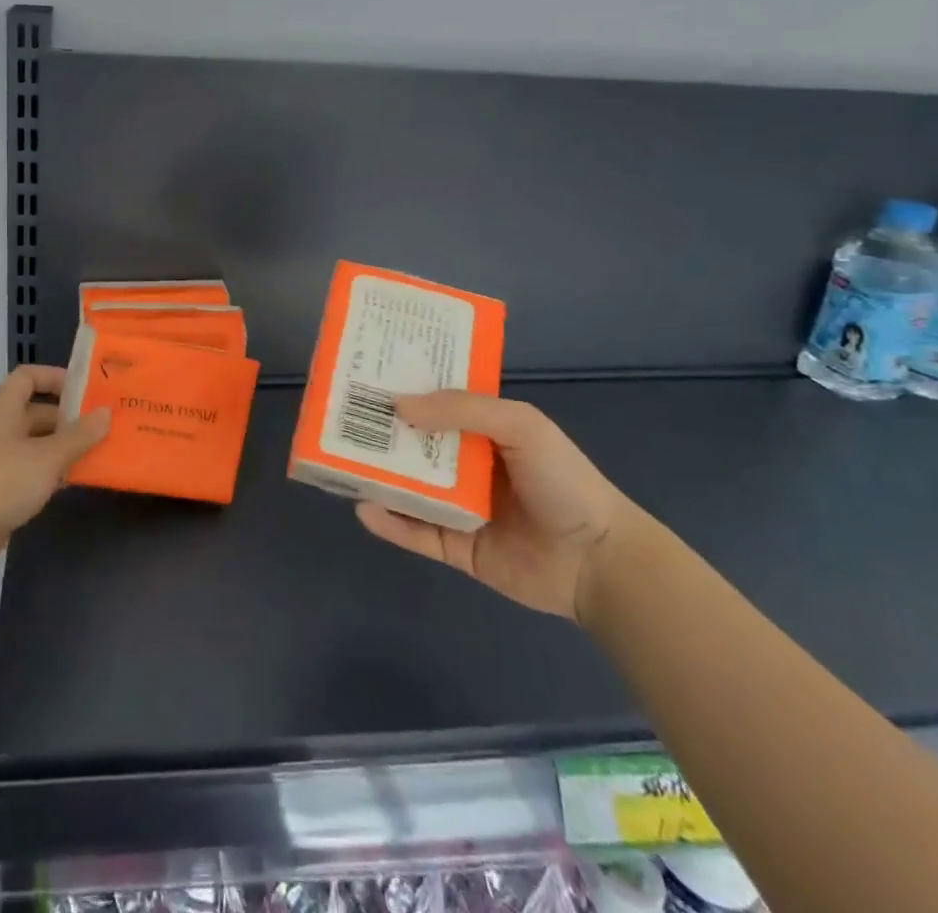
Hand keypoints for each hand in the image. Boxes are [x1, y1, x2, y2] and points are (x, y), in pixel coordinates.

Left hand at [0, 365, 109, 584]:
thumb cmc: (0, 482)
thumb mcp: (47, 456)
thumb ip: (79, 436)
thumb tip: (105, 413)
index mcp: (4, 410)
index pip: (28, 377)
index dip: (56, 377)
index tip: (87, 390)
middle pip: (37, 413)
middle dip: (69, 418)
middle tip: (105, 426)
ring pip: (37, 446)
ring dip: (64, 449)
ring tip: (100, 453)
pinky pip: (31, 474)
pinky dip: (52, 475)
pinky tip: (75, 483)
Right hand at [354, 392, 638, 621]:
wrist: (599, 562)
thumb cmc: (563, 481)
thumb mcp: (520, 426)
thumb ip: (462, 409)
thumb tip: (399, 406)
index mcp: (484, 431)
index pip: (436, 403)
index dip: (404, 389)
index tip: (365, 376)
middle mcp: (467, 465)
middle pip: (414, 445)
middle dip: (380, 432)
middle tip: (338, 417)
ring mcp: (459, 507)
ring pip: (408, 488)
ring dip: (377, 475)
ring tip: (338, 461)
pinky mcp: (456, 548)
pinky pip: (415, 533)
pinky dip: (388, 523)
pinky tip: (363, 508)